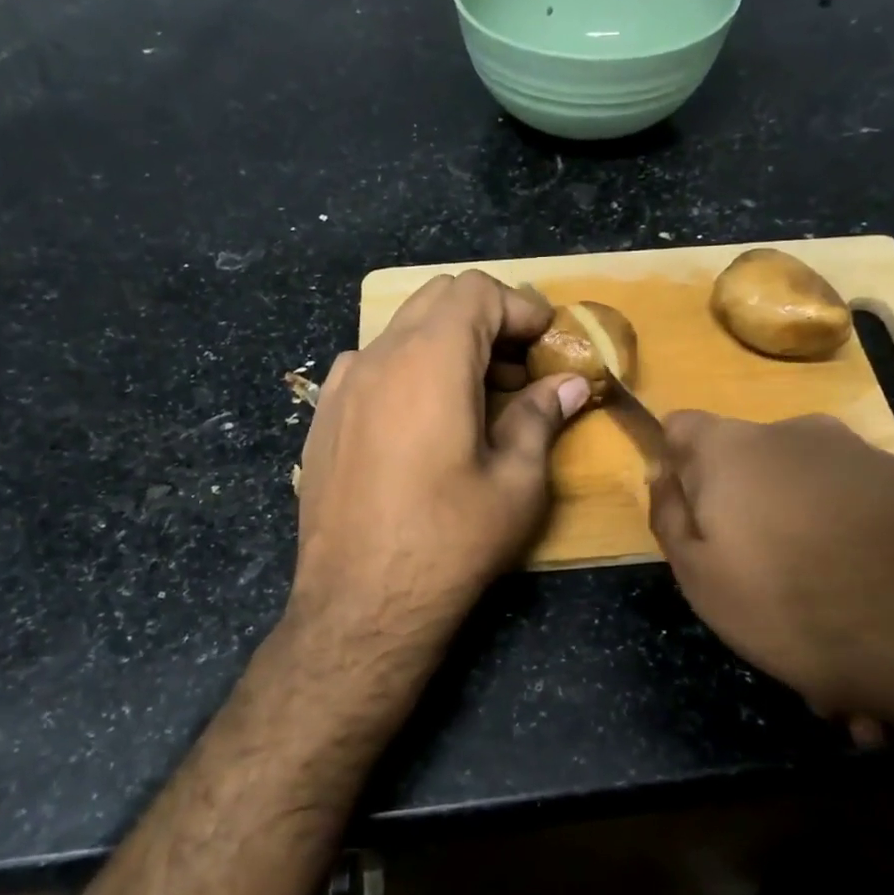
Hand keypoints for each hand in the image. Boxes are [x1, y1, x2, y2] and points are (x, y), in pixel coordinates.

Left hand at [290, 270, 587, 673]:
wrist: (361, 603)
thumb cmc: (450, 540)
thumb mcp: (516, 482)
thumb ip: (541, 417)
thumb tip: (570, 384)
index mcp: (430, 360)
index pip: (476, 291)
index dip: (520, 308)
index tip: (547, 343)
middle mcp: (378, 357)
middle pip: (436, 300)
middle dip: (486, 320)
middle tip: (519, 369)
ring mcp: (341, 386)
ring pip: (400, 332)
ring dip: (446, 346)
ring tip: (476, 398)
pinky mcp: (323, 418)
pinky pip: (370, 367)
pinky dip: (408, 371)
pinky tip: (423, 424)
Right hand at [648, 412, 893, 742]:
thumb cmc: (795, 599)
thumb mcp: (701, 576)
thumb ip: (671, 519)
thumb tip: (664, 475)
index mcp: (732, 450)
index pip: (680, 428)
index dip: (676, 470)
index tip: (689, 523)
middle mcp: (797, 437)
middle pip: (751, 478)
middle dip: (750, 536)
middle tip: (765, 613)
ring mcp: (864, 461)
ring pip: (812, 518)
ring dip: (814, 576)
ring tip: (839, 670)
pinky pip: (866, 536)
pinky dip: (862, 582)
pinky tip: (883, 655)